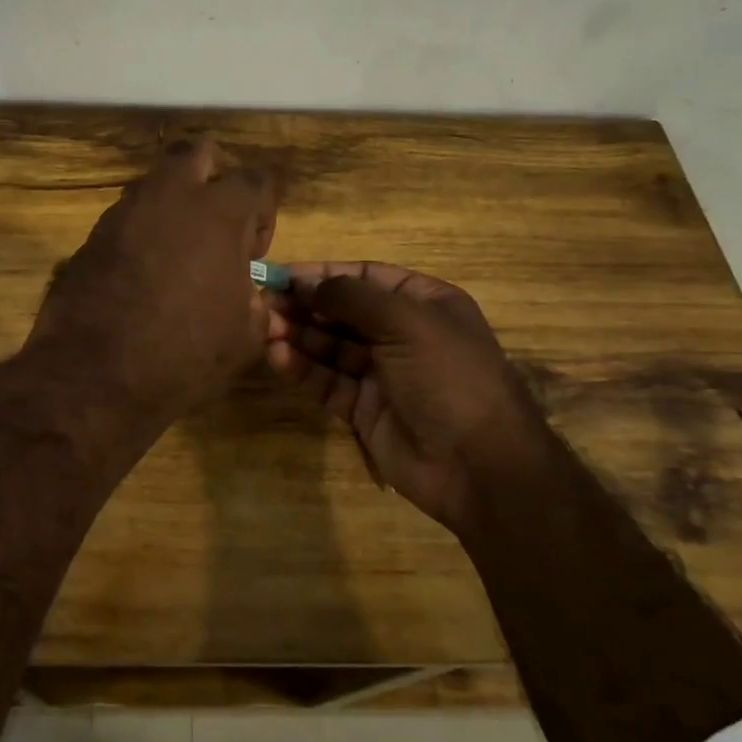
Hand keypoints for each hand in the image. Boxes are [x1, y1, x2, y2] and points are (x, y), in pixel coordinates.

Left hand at [18, 137, 277, 444]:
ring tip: (178, 250)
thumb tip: (247, 290)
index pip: (256, 179)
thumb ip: (255, 300)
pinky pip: (127, 214)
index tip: (251, 252)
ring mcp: (125, 211)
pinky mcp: (92, 233)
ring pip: (156, 180)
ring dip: (175, 201)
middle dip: (214, 176)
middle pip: (197, 152)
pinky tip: (143, 271)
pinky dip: (143, 229)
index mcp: (218, 212)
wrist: (95, 375)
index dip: (263, 212)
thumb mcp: (245, 337)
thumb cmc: (184, 356)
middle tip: (217, 222)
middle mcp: (170, 196)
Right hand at [266, 262, 542, 533]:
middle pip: (343, 311)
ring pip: (330, 346)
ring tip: (264, 327)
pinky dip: (303, 368)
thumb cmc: (448, 377)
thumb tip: (305, 282)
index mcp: (423, 303)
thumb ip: (351, 297)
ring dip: (298, 334)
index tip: (281, 274)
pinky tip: (278, 357)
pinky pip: (328, 381)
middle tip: (263, 302)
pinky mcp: (364, 409)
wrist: (479, 467)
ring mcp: (382, 373)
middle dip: (304, 305)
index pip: (364, 277)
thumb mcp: (406, 322)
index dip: (323, 274)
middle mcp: (402, 333)